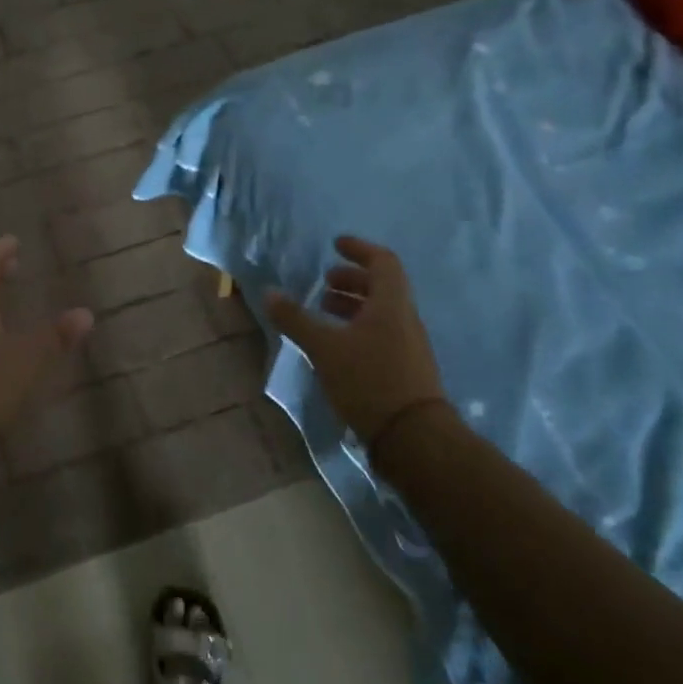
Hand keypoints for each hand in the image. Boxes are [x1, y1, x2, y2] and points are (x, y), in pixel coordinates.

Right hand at [266, 236, 450, 447]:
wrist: (413, 437)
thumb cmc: (369, 380)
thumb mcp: (324, 347)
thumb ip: (296, 319)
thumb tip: (269, 293)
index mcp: (391, 304)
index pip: (382, 262)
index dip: (359, 249)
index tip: (335, 245)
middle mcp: (405, 318)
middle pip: (381, 287)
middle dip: (351, 280)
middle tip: (324, 283)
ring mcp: (408, 345)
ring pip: (381, 312)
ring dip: (353, 305)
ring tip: (324, 311)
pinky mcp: (405, 368)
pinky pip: (381, 333)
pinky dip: (358, 327)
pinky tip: (336, 344)